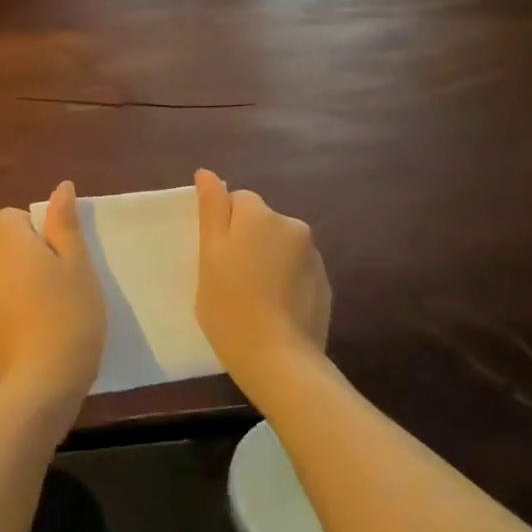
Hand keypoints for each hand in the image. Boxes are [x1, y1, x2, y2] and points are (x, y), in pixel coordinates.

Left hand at [0, 180, 104, 399]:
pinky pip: (3, 303)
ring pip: (5, 276)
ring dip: (26, 282)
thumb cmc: (70, 313)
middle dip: (33, 255)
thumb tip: (60, 188)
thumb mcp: (78, 264)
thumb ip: (65, 224)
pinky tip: (44, 331)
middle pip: (7, 246)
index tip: (60, 249)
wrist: (43, 380)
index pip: (8, 216)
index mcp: (8, 246)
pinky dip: (20, 308)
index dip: (34, 226)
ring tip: (58, 308)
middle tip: (67, 279)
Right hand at [194, 169, 331, 382]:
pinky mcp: (324, 284)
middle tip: (228, 280)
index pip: (237, 201)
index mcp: (260, 215)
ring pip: (280, 247)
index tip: (214, 260)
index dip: (222, 228)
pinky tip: (274, 311)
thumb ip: (211, 210)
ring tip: (252, 299)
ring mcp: (313, 256)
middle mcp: (292, 225)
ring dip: (267, 261)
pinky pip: (296, 271)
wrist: (280, 358)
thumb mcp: (209, 256)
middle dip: (247, 242)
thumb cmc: (230, 306)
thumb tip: (207, 173)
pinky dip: (285, 282)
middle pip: (261, 222)